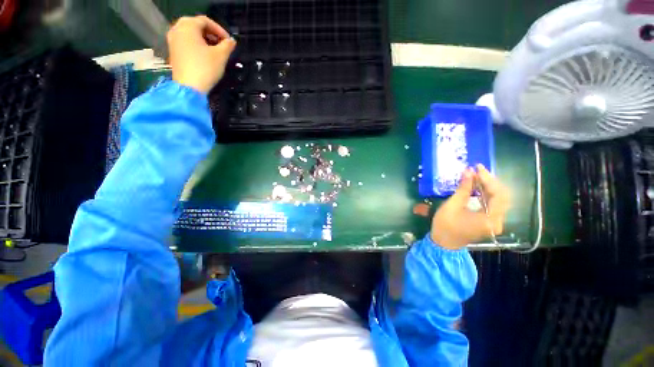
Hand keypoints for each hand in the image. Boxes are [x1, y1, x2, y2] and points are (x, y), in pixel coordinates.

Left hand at [167, 15, 236, 93]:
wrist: (189, 87)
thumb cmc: (205, 68)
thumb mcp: (221, 56)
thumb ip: (228, 45)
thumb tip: (232, 41)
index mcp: (188, 26)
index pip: (205, 21)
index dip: (219, 29)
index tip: (229, 41)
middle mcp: (177, 29)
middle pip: (196, 25)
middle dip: (211, 33)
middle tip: (222, 44)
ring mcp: (172, 40)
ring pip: (190, 34)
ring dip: (204, 39)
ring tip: (215, 50)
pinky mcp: (173, 51)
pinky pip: (185, 41)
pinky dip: (196, 44)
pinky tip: (204, 55)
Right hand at [430, 165, 509, 249]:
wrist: (443, 243)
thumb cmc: (445, 225)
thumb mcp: (452, 205)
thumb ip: (463, 189)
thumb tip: (468, 171)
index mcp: (490, 219)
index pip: (498, 194)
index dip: (488, 179)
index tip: (477, 168)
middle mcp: (498, 221)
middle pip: (501, 196)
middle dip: (490, 181)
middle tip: (477, 170)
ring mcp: (495, 222)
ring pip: (498, 200)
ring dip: (488, 187)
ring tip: (477, 176)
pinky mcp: (489, 221)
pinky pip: (493, 204)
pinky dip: (486, 194)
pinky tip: (478, 187)